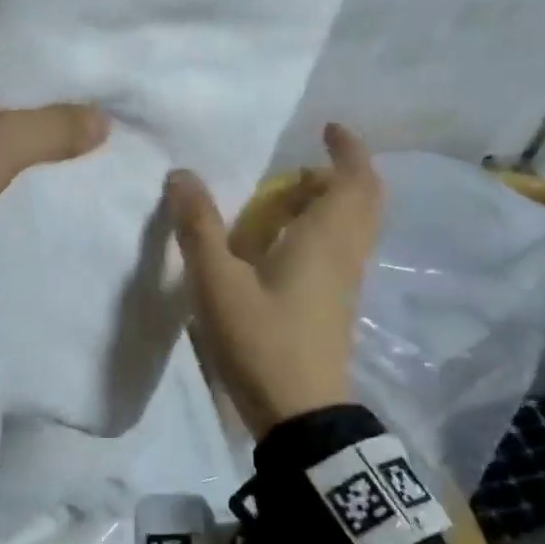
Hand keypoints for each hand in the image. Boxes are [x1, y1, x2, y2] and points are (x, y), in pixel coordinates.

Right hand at [168, 124, 383, 437]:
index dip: (348, 149)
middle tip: (300, 170)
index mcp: (325, 239)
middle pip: (363, 201)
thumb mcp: (217, 282)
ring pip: (353, 228)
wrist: (301, 414)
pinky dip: (322, 232)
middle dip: (338, 175)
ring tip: (282, 204)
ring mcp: (346, 283)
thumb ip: (198, 227)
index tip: (328, 129)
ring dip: (327, 205)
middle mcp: (345, 255)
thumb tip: (182, 176)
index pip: (355, 180)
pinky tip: (281, 248)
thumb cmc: (261, 340)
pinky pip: (341, 251)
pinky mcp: (337, 306)